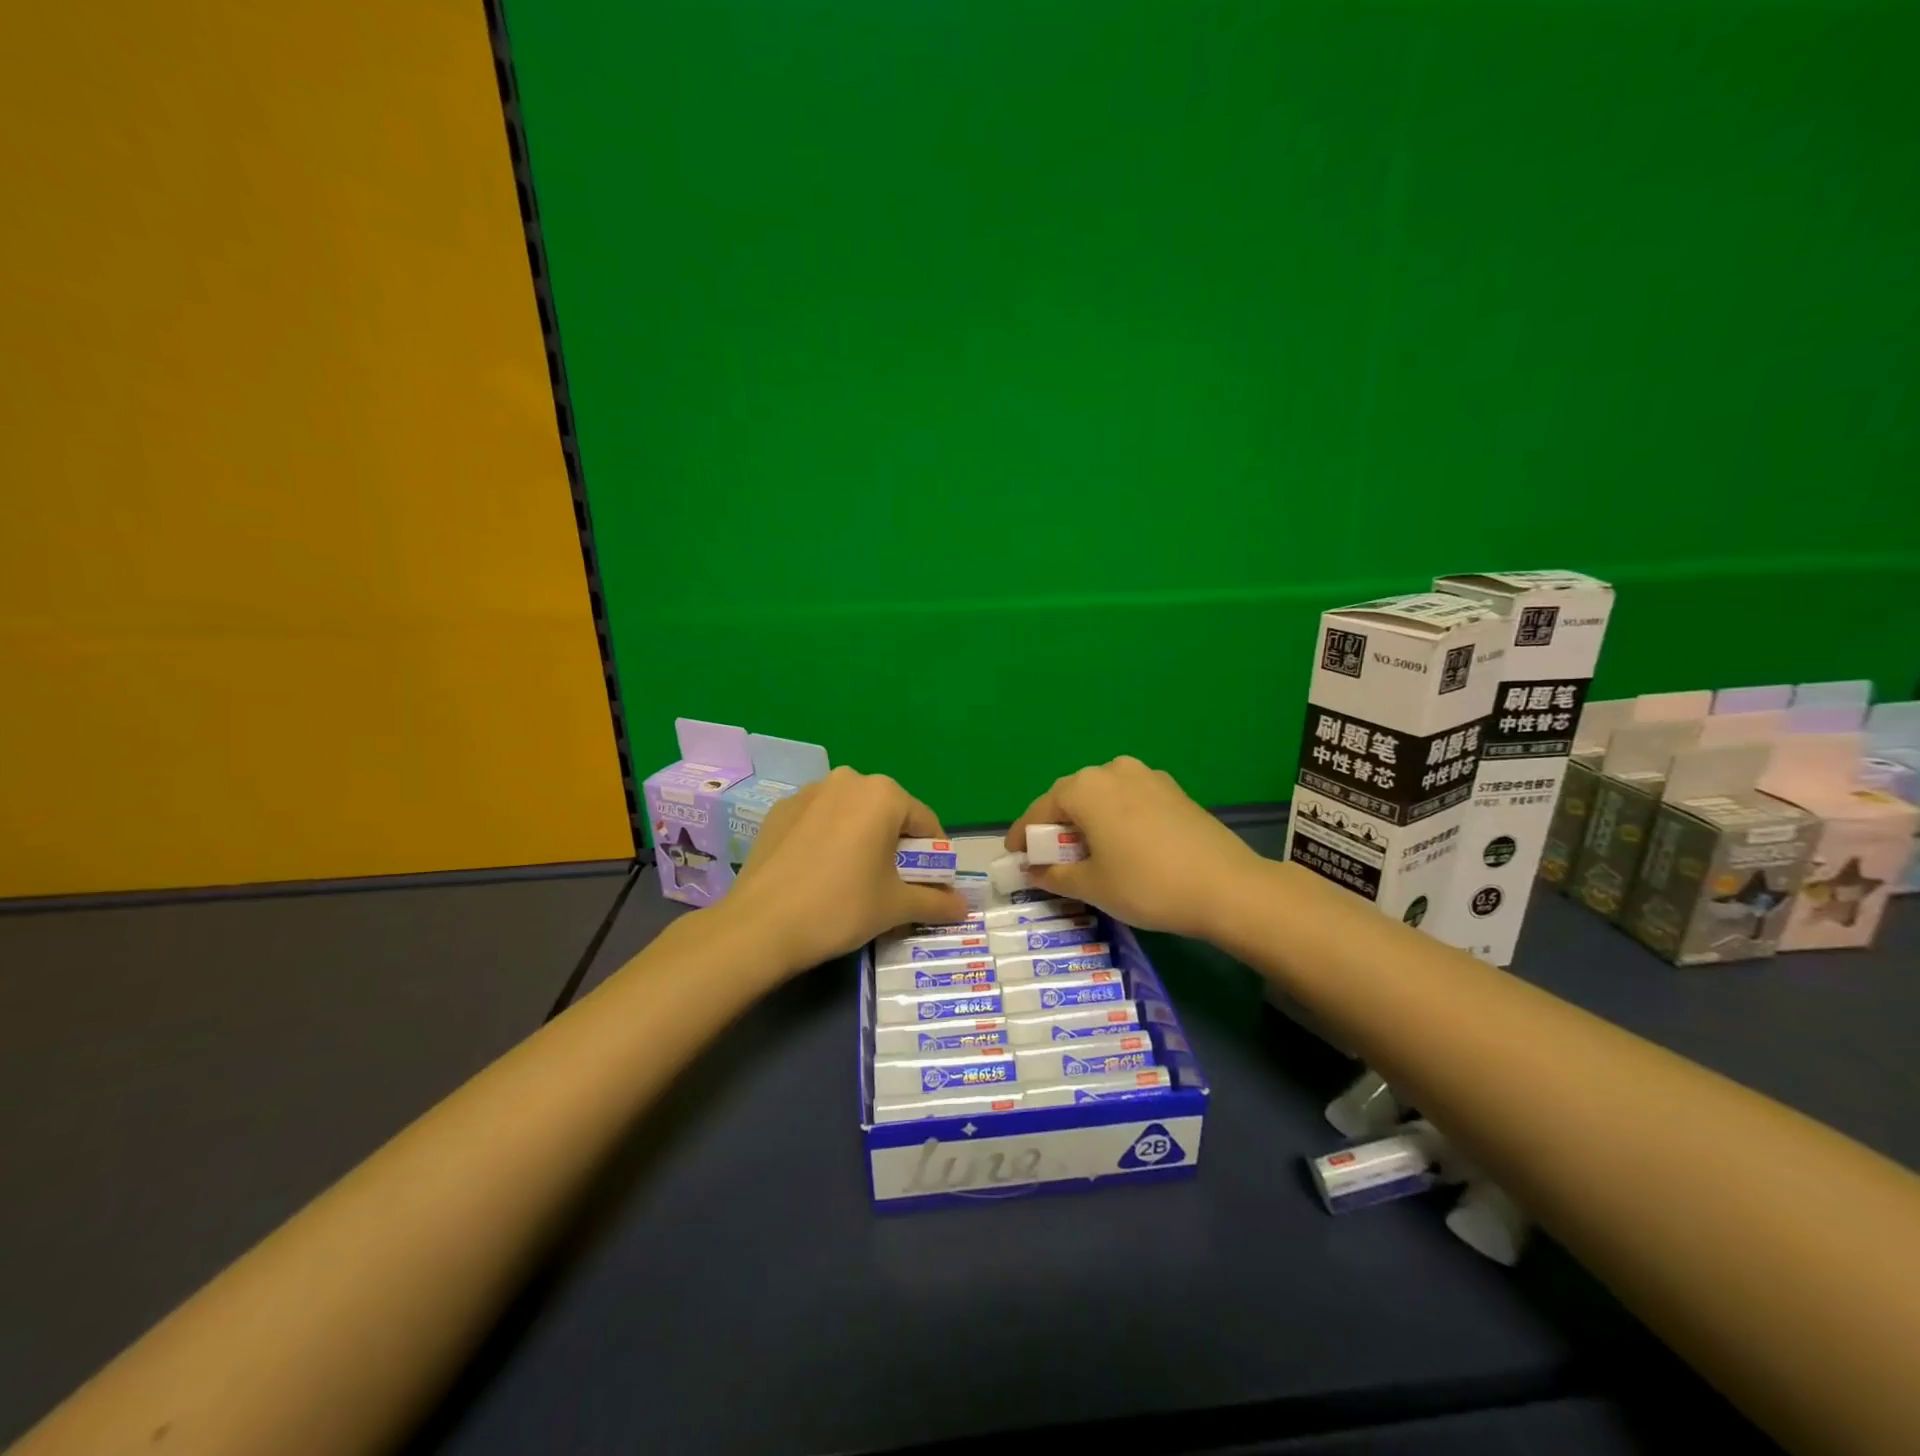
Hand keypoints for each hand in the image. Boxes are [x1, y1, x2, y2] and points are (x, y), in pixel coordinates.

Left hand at [722, 767, 970, 977]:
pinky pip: (820, 821)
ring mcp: (809, 792)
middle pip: (888, 814)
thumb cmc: (841, 907)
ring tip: (855, 880)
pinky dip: (829, 840)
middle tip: (894, 885)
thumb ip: (935, 902)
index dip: (936, 857)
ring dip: (863, 840)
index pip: (926, 823)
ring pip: (852, 815)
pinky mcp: (780, 811)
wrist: (760, 926)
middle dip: (898, 847)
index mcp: (883, 794)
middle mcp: (848, 780)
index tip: (933, 886)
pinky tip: (820, 873)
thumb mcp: (895, 907)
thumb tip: (963, 907)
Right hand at [1006, 756, 1260, 940]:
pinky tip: (1122, 843)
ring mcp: (1146, 776)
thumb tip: (1034, 869)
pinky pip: (1129, 799)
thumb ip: (1053, 874)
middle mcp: (1112, 771)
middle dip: (1055, 825)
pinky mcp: (1172, 789)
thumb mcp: (1091, 886)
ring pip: (1102, 795)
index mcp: (1084, 788)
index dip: (1022, 835)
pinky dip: (1115, 817)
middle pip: (1070, 797)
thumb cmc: (1146, 885)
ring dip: (1087, 819)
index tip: (1013, 856)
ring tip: (1086, 850)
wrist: (1226, 887)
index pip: (1039, 810)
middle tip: (1048, 856)